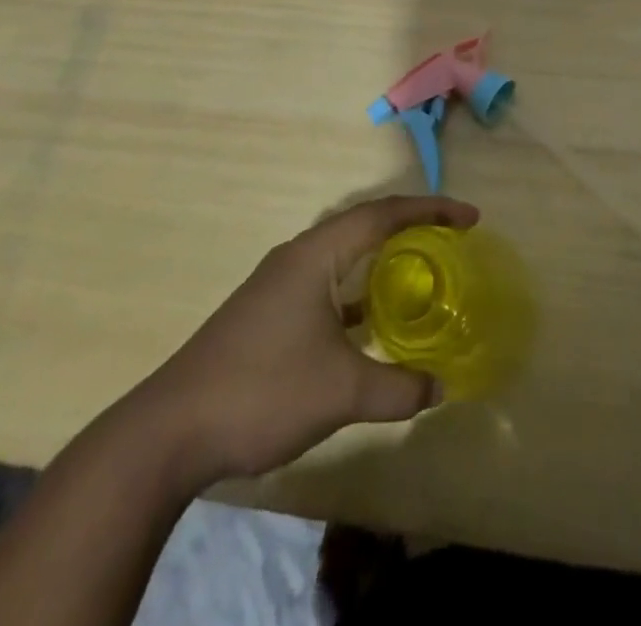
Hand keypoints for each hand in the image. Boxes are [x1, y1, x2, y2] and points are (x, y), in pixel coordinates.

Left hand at [129, 194, 478, 483]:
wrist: (169, 431)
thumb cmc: (262, 391)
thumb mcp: (341, 391)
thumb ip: (397, 387)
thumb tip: (439, 389)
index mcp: (316, 254)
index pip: (383, 214)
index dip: (431, 210)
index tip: (470, 218)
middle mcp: (298, 257)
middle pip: (364, 227)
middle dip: (410, 230)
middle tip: (451, 244)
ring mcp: (278, 285)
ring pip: (343, 259)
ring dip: (382, 265)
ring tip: (420, 279)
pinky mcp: (267, 314)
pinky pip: (326, 287)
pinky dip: (357, 296)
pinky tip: (371, 327)